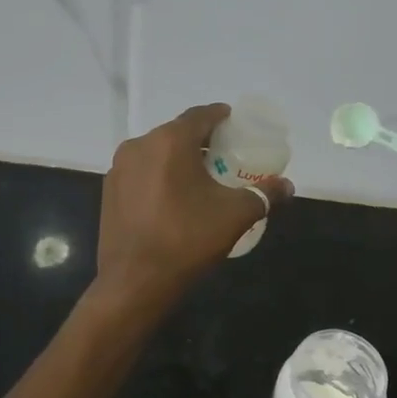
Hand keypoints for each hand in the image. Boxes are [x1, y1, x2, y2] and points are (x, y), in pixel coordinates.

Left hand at [95, 104, 292, 307]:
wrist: (135, 282)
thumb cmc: (187, 239)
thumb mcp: (235, 215)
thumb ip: (263, 194)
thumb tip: (287, 186)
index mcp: (170, 141)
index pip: (200, 115)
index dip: (221, 116)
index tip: (236, 124)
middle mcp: (139, 146)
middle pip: (176, 132)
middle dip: (201, 140)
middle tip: (224, 154)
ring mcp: (119, 169)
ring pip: (156, 152)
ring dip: (179, 159)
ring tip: (201, 177)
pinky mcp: (109, 191)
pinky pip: (141, 172)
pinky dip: (160, 176)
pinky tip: (174, 198)